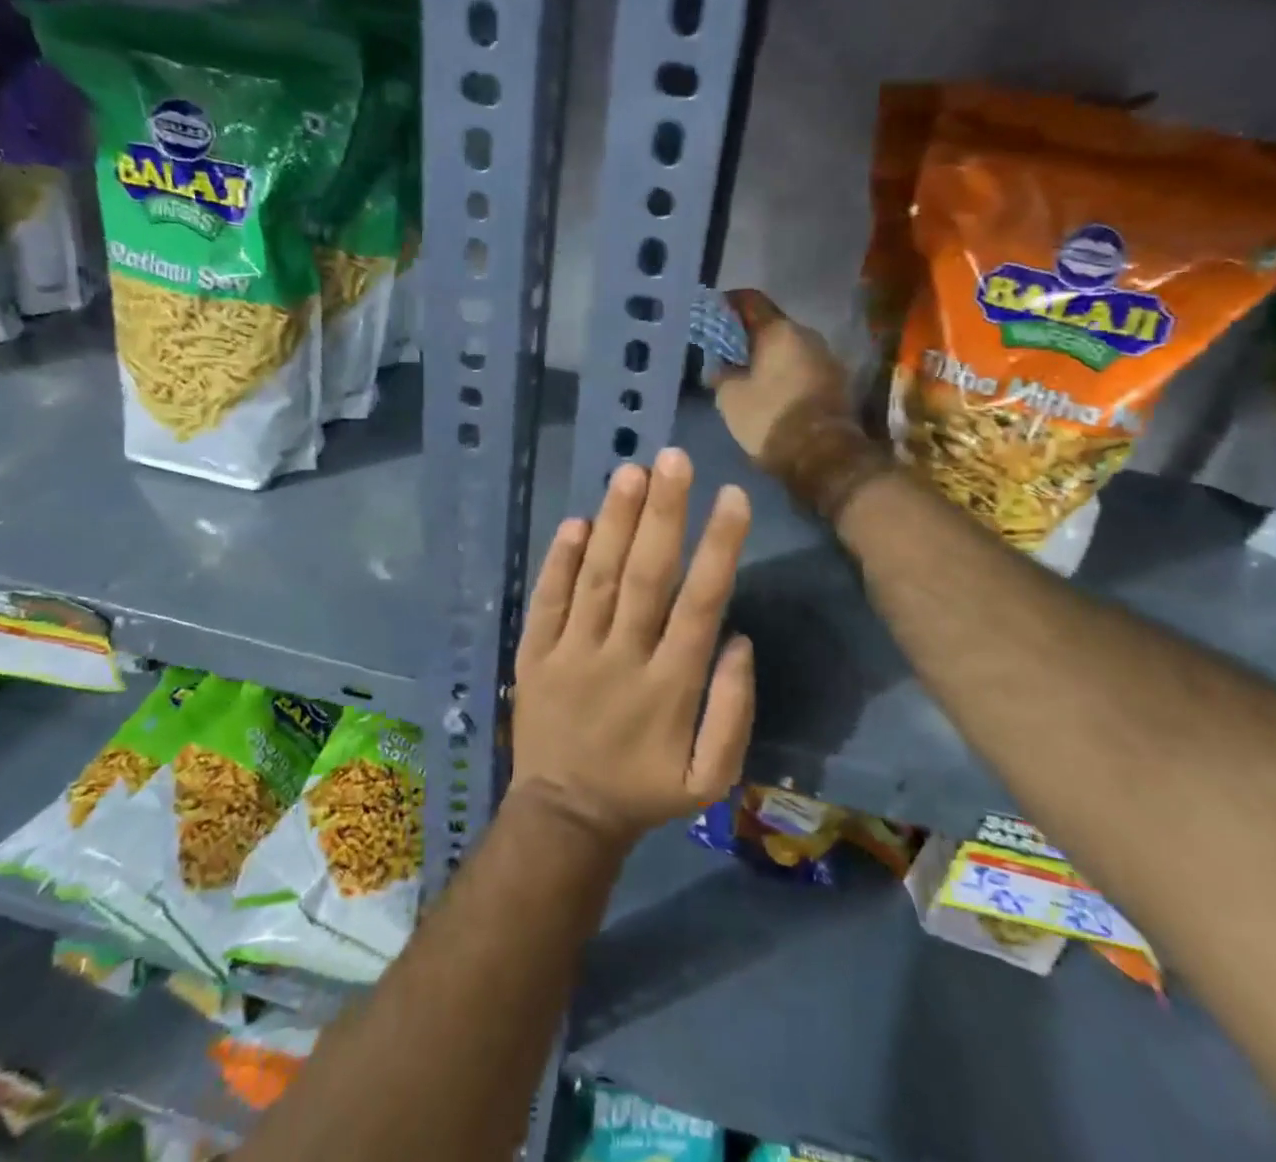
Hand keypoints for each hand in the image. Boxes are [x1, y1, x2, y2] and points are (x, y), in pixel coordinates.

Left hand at [510, 449, 754, 848]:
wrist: (565, 817)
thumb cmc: (644, 791)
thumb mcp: (710, 778)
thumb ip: (732, 712)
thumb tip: (740, 640)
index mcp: (669, 687)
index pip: (699, 604)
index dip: (718, 548)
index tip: (732, 497)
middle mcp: (621, 659)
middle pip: (645, 577)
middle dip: (663, 515)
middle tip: (674, 458)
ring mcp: (572, 654)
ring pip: (596, 578)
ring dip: (614, 523)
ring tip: (630, 472)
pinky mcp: (535, 655)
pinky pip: (546, 602)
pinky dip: (558, 562)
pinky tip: (575, 521)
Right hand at [715, 289, 897, 523]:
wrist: (824, 456)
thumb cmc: (770, 419)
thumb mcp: (730, 397)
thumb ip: (721, 373)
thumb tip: (718, 365)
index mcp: (780, 330)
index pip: (750, 300)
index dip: (727, 303)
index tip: (711, 313)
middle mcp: (808, 335)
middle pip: (771, 325)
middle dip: (747, 335)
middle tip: (724, 350)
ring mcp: (826, 358)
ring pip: (788, 347)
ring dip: (768, 356)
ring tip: (745, 373)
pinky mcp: (836, 382)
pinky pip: (802, 367)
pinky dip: (784, 373)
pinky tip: (768, 390)